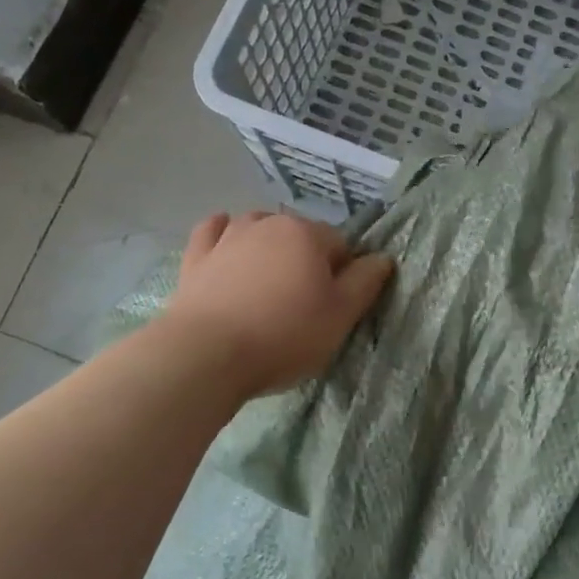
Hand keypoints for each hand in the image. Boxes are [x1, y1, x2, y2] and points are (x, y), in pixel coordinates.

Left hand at [164, 211, 394, 395]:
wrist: (206, 355)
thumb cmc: (283, 335)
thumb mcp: (341, 316)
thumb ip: (365, 282)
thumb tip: (381, 258)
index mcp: (307, 234)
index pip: (339, 244)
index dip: (342, 274)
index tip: (333, 306)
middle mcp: (268, 224)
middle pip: (299, 235)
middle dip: (305, 260)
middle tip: (302, 303)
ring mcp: (228, 237)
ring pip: (258, 227)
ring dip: (267, 244)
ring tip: (268, 281)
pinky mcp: (196, 257)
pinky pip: (213, 232)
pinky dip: (223, 235)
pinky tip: (226, 247)